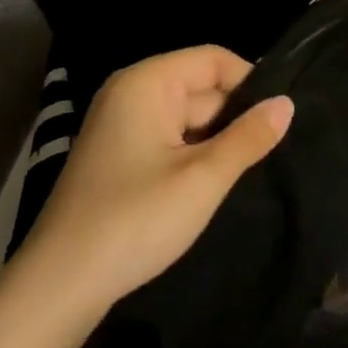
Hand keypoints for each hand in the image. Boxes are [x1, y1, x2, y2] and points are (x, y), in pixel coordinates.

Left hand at [0, 47, 291, 347]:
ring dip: (217, 141)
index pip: (214, 60)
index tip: (279, 120)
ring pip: (189, 117)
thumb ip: (249, 137)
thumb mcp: (203, 178)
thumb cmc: (135, 221)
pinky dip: (194, 155)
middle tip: (270, 154)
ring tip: (249, 170)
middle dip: (235, 117)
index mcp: (146, 83)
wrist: (60, 286)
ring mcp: (122, 125)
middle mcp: (131, 94)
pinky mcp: (120, 155)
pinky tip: (213, 183)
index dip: (250, 83)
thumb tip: (287, 103)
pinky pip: (171, 139)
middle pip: (202, 87)